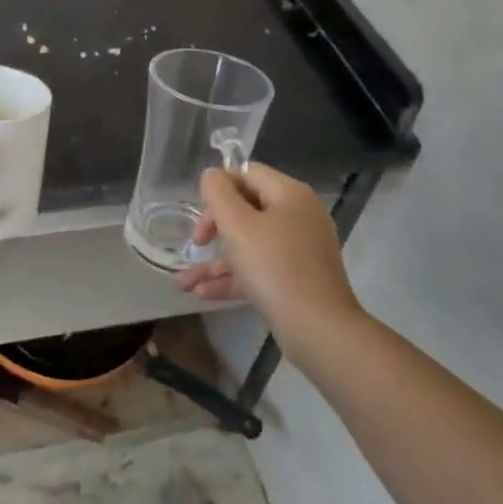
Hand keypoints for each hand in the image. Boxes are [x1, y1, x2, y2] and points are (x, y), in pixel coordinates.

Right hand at [173, 162, 359, 331]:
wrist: (319, 330)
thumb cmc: (274, 267)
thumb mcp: (237, 224)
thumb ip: (218, 192)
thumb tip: (212, 175)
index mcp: (290, 195)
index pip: (247, 173)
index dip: (219, 187)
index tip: (200, 212)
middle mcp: (299, 216)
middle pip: (247, 208)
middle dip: (214, 227)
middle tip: (195, 244)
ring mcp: (300, 250)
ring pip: (250, 244)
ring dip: (216, 261)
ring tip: (183, 282)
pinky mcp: (298, 279)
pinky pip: (260, 268)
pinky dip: (234, 277)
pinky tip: (202, 293)